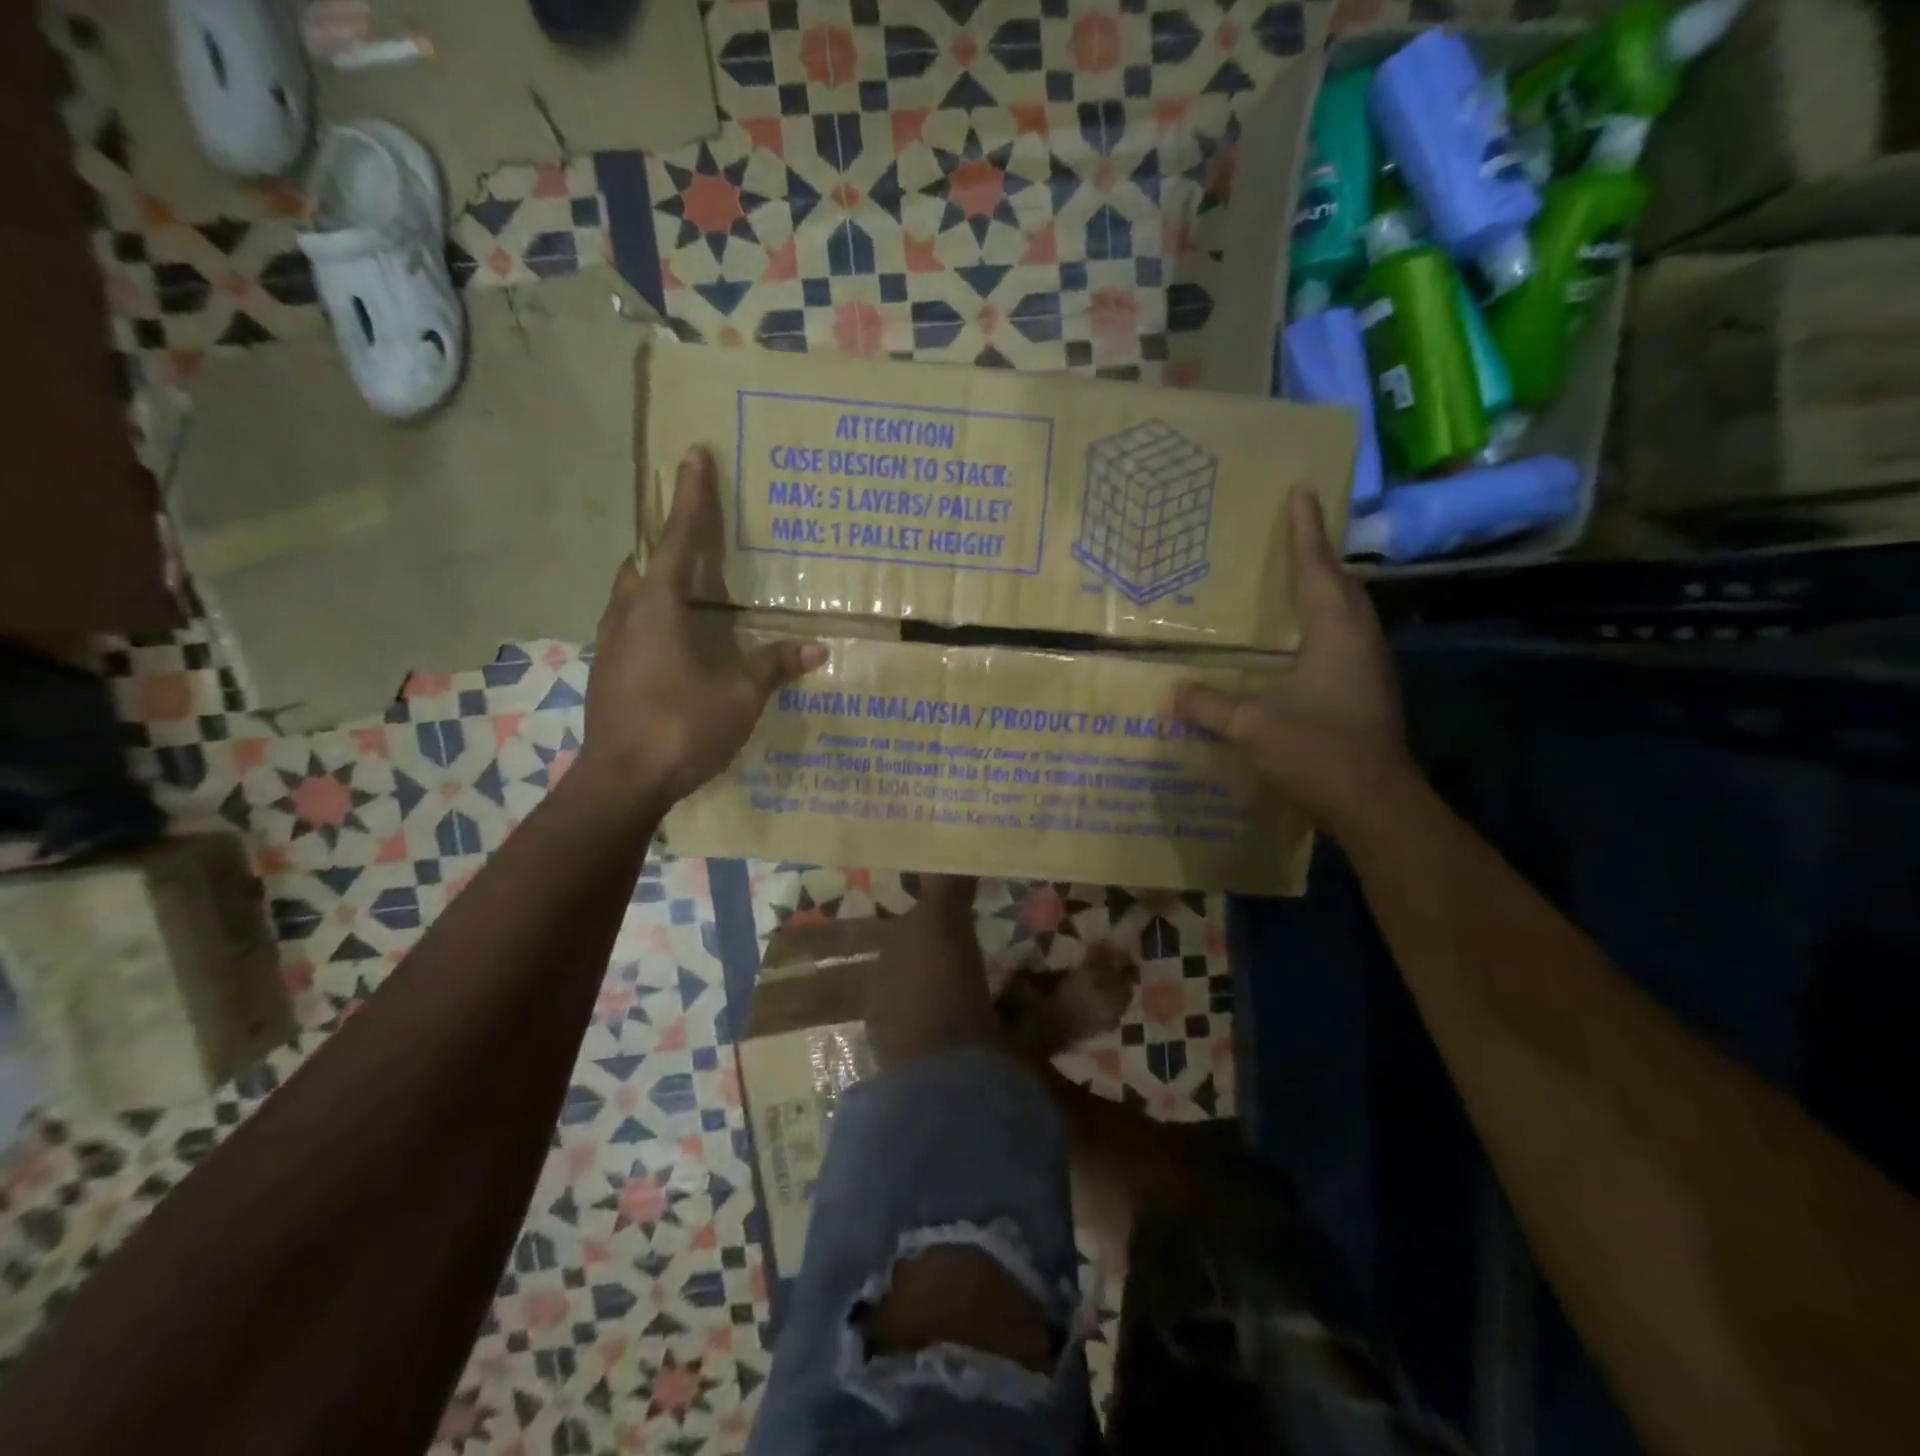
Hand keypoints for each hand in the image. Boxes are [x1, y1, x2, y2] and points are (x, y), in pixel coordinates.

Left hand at [574, 448, 825, 815]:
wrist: (622, 782)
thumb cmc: (682, 727)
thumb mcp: (739, 696)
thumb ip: (774, 666)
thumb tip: (817, 648)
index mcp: (658, 607)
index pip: (677, 538)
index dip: (691, 497)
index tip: (693, 455)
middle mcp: (626, 614)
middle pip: (643, 562)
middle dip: (668, 543)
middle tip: (697, 537)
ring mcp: (609, 644)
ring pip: (631, 594)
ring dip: (656, 582)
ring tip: (690, 590)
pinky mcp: (605, 671)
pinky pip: (629, 625)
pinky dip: (652, 617)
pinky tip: (674, 642)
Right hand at [1173, 489, 1406, 829]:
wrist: (1376, 805)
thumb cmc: (1319, 752)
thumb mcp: (1254, 726)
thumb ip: (1210, 706)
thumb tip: (1169, 694)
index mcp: (1336, 635)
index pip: (1319, 570)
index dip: (1307, 532)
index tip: (1302, 493)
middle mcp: (1359, 643)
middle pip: (1342, 587)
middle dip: (1319, 559)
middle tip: (1293, 539)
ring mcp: (1368, 670)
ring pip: (1347, 616)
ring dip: (1324, 594)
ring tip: (1294, 586)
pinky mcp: (1367, 695)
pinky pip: (1343, 644)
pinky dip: (1322, 630)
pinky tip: (1298, 647)